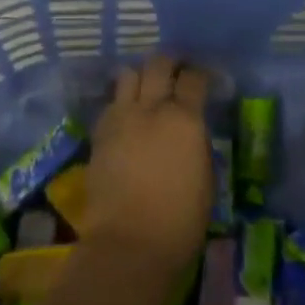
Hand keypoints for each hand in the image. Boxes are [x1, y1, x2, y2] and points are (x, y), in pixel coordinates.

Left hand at [80, 57, 211, 291]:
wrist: (129, 243)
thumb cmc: (180, 220)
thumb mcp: (205, 178)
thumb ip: (197, 144)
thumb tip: (191, 131)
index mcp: (185, 119)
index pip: (194, 78)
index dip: (200, 74)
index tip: (203, 78)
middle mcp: (152, 108)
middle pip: (158, 64)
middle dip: (169, 61)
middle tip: (175, 69)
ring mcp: (121, 117)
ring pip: (128, 75)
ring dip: (140, 76)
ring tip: (146, 87)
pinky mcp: (99, 132)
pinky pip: (111, 103)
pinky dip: (121, 102)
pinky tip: (126, 115)